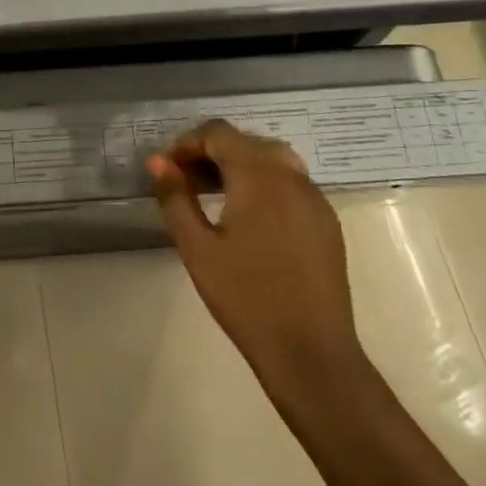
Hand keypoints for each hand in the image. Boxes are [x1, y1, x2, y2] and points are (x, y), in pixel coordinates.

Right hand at [148, 120, 361, 388]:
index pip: (219, 133)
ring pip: (273, 159)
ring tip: (214, 195)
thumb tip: (157, 162)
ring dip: (240, 165)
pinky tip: (249, 217)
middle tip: (185, 181)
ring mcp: (315, 198)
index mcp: (258, 176)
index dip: (188, 143)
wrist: (310, 351)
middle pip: (247, 141)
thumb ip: (175, 197)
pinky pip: (292, 183)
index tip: (167, 169)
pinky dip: (265, 183)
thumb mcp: (196, 247)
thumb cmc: (245, 297)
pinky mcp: (327, 221)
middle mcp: (292, 176)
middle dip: (213, 152)